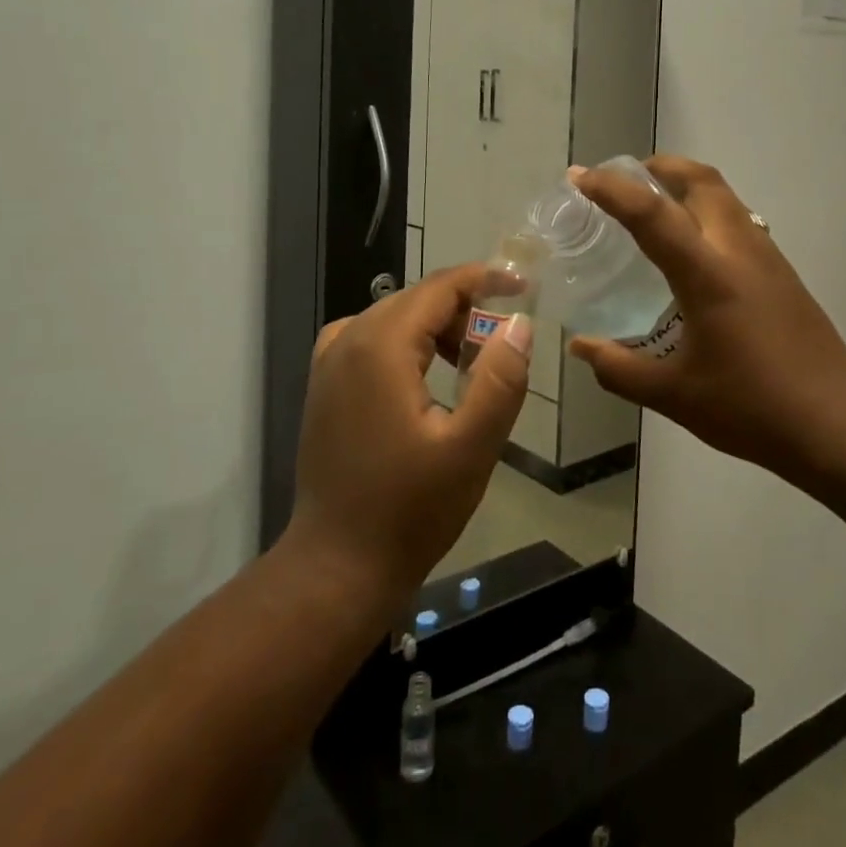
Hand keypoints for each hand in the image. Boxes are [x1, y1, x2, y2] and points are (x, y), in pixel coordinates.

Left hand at [285, 264, 531, 606]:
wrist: (337, 566)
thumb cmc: (410, 510)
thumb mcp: (471, 447)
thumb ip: (500, 380)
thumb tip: (519, 325)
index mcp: (381, 346)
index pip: (439, 288)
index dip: (484, 280)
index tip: (522, 288)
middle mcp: (348, 341)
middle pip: (415, 298)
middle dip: (463, 308)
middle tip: (500, 342)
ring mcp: (329, 364)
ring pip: (392, 317)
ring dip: (435, 326)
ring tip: (468, 361)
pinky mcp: (324, 387)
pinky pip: (369, 339)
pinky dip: (404, 341)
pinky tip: (421, 375)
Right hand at [567, 156, 845, 477]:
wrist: (837, 423)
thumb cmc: (752, 408)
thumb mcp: (674, 395)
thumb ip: (620, 369)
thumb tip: (580, 347)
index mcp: (708, 274)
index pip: (652, 214)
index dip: (611, 189)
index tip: (579, 177)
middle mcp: (739, 250)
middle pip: (700, 180)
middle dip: (658, 168)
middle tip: (622, 180)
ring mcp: (767, 257)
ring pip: (725, 196)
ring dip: (686, 185)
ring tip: (653, 206)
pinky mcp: (782, 272)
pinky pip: (739, 219)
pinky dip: (708, 210)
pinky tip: (693, 249)